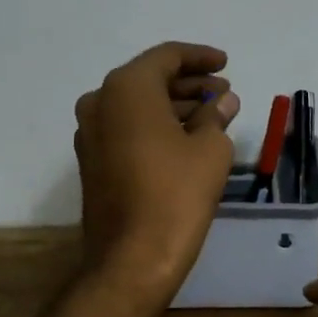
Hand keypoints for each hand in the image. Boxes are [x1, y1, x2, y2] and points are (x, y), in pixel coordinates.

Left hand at [74, 42, 241, 305]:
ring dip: (174, 105)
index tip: (227, 63)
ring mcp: (90, 133)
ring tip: (213, 114)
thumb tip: (222, 101)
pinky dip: (156, 124)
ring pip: (137, 105)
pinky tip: (187, 137)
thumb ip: (216, 115)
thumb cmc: (176, 194)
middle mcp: (100, 102)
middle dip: (189, 83)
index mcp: (127, 88)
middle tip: (223, 91)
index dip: (200, 57)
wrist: (131, 259)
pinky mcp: (92, 161)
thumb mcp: (210, 149)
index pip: (167, 56)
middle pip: (150, 79)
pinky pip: (127, 127)